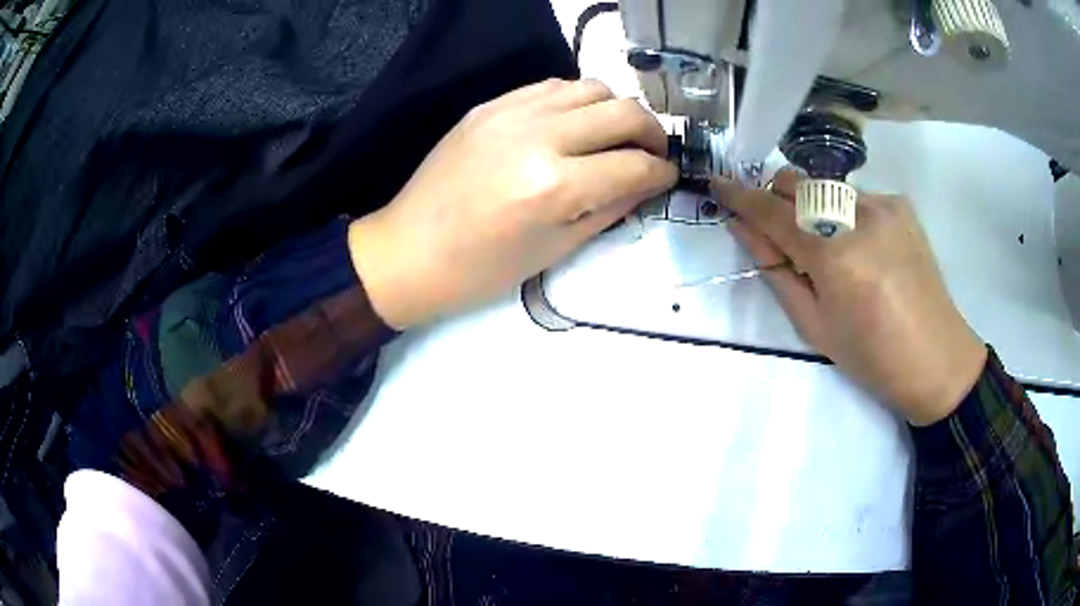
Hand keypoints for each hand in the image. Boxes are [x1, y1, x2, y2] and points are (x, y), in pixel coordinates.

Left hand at [349, 79, 675, 329]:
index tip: (667, 177)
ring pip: (591, 86)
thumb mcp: (556, 249)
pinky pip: (551, 86)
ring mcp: (510, 112)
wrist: (409, 250)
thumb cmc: (481, 269)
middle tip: (651, 154)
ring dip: (615, 110)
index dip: (662, 172)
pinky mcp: (490, 105)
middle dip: (652, 133)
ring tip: (612, 136)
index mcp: (555, 186)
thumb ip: (610, 208)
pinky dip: (576, 101)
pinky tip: (572, 125)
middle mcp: (538, 136)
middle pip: (624, 111)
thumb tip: (646, 182)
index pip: (635, 165)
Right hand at [716, 171, 986, 425]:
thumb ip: (777, 272)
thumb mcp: (815, 326)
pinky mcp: (901, 206)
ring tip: (832, 251)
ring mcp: (883, 205)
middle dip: (777, 200)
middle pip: (796, 182)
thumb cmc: (872, 357)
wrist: (938, 359)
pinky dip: (846, 215)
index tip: (717, 185)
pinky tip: (865, 249)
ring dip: (813, 209)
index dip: (739, 197)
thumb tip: (745, 231)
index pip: (772, 211)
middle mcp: (858, 215)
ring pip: (826, 187)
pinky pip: (856, 197)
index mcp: (834, 255)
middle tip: (782, 236)